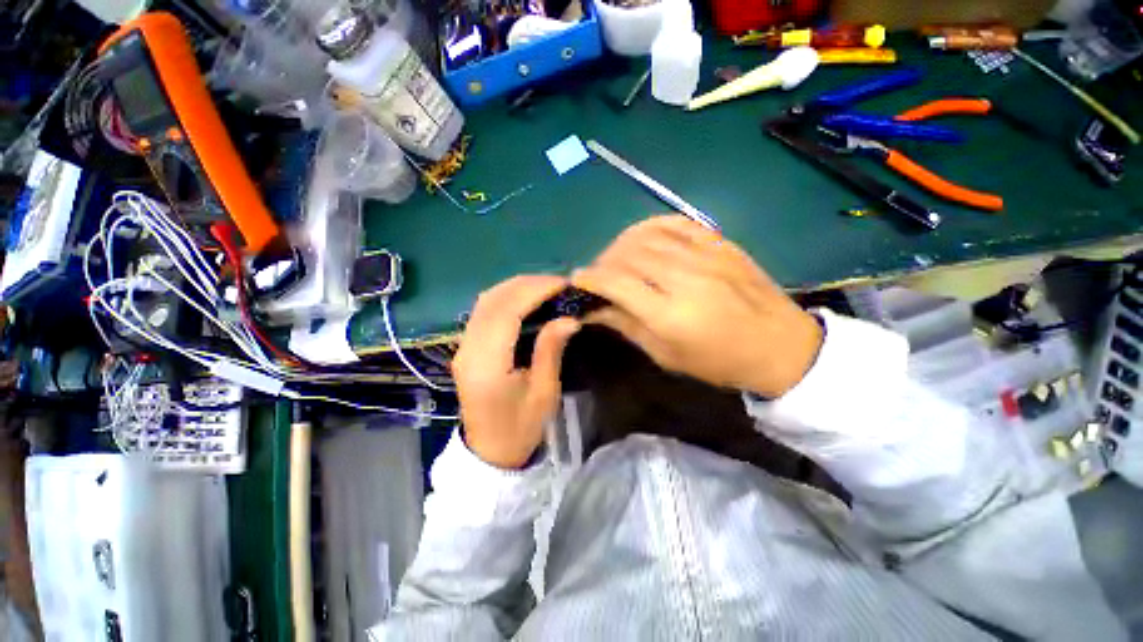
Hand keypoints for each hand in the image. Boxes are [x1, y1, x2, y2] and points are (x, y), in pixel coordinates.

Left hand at [452, 275, 580, 468]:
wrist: (490, 452)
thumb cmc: (520, 427)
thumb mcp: (543, 393)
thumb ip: (550, 350)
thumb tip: (569, 318)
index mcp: (488, 364)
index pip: (506, 311)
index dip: (534, 291)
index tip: (562, 284)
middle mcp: (468, 349)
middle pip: (492, 300)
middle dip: (526, 284)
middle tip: (557, 282)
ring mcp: (463, 347)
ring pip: (485, 302)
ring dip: (515, 287)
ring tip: (545, 287)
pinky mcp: (465, 348)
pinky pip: (483, 311)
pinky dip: (505, 298)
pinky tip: (525, 299)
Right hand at [572, 216, 821, 397]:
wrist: (780, 345)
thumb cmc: (719, 362)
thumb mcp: (666, 355)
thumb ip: (627, 326)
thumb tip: (594, 308)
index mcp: (671, 314)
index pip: (616, 283)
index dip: (590, 278)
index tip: (577, 280)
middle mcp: (685, 277)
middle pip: (627, 255)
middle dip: (602, 262)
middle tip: (598, 276)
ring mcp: (705, 254)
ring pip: (646, 235)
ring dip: (621, 245)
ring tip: (616, 259)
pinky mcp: (719, 241)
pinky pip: (674, 221)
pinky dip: (649, 227)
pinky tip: (642, 239)